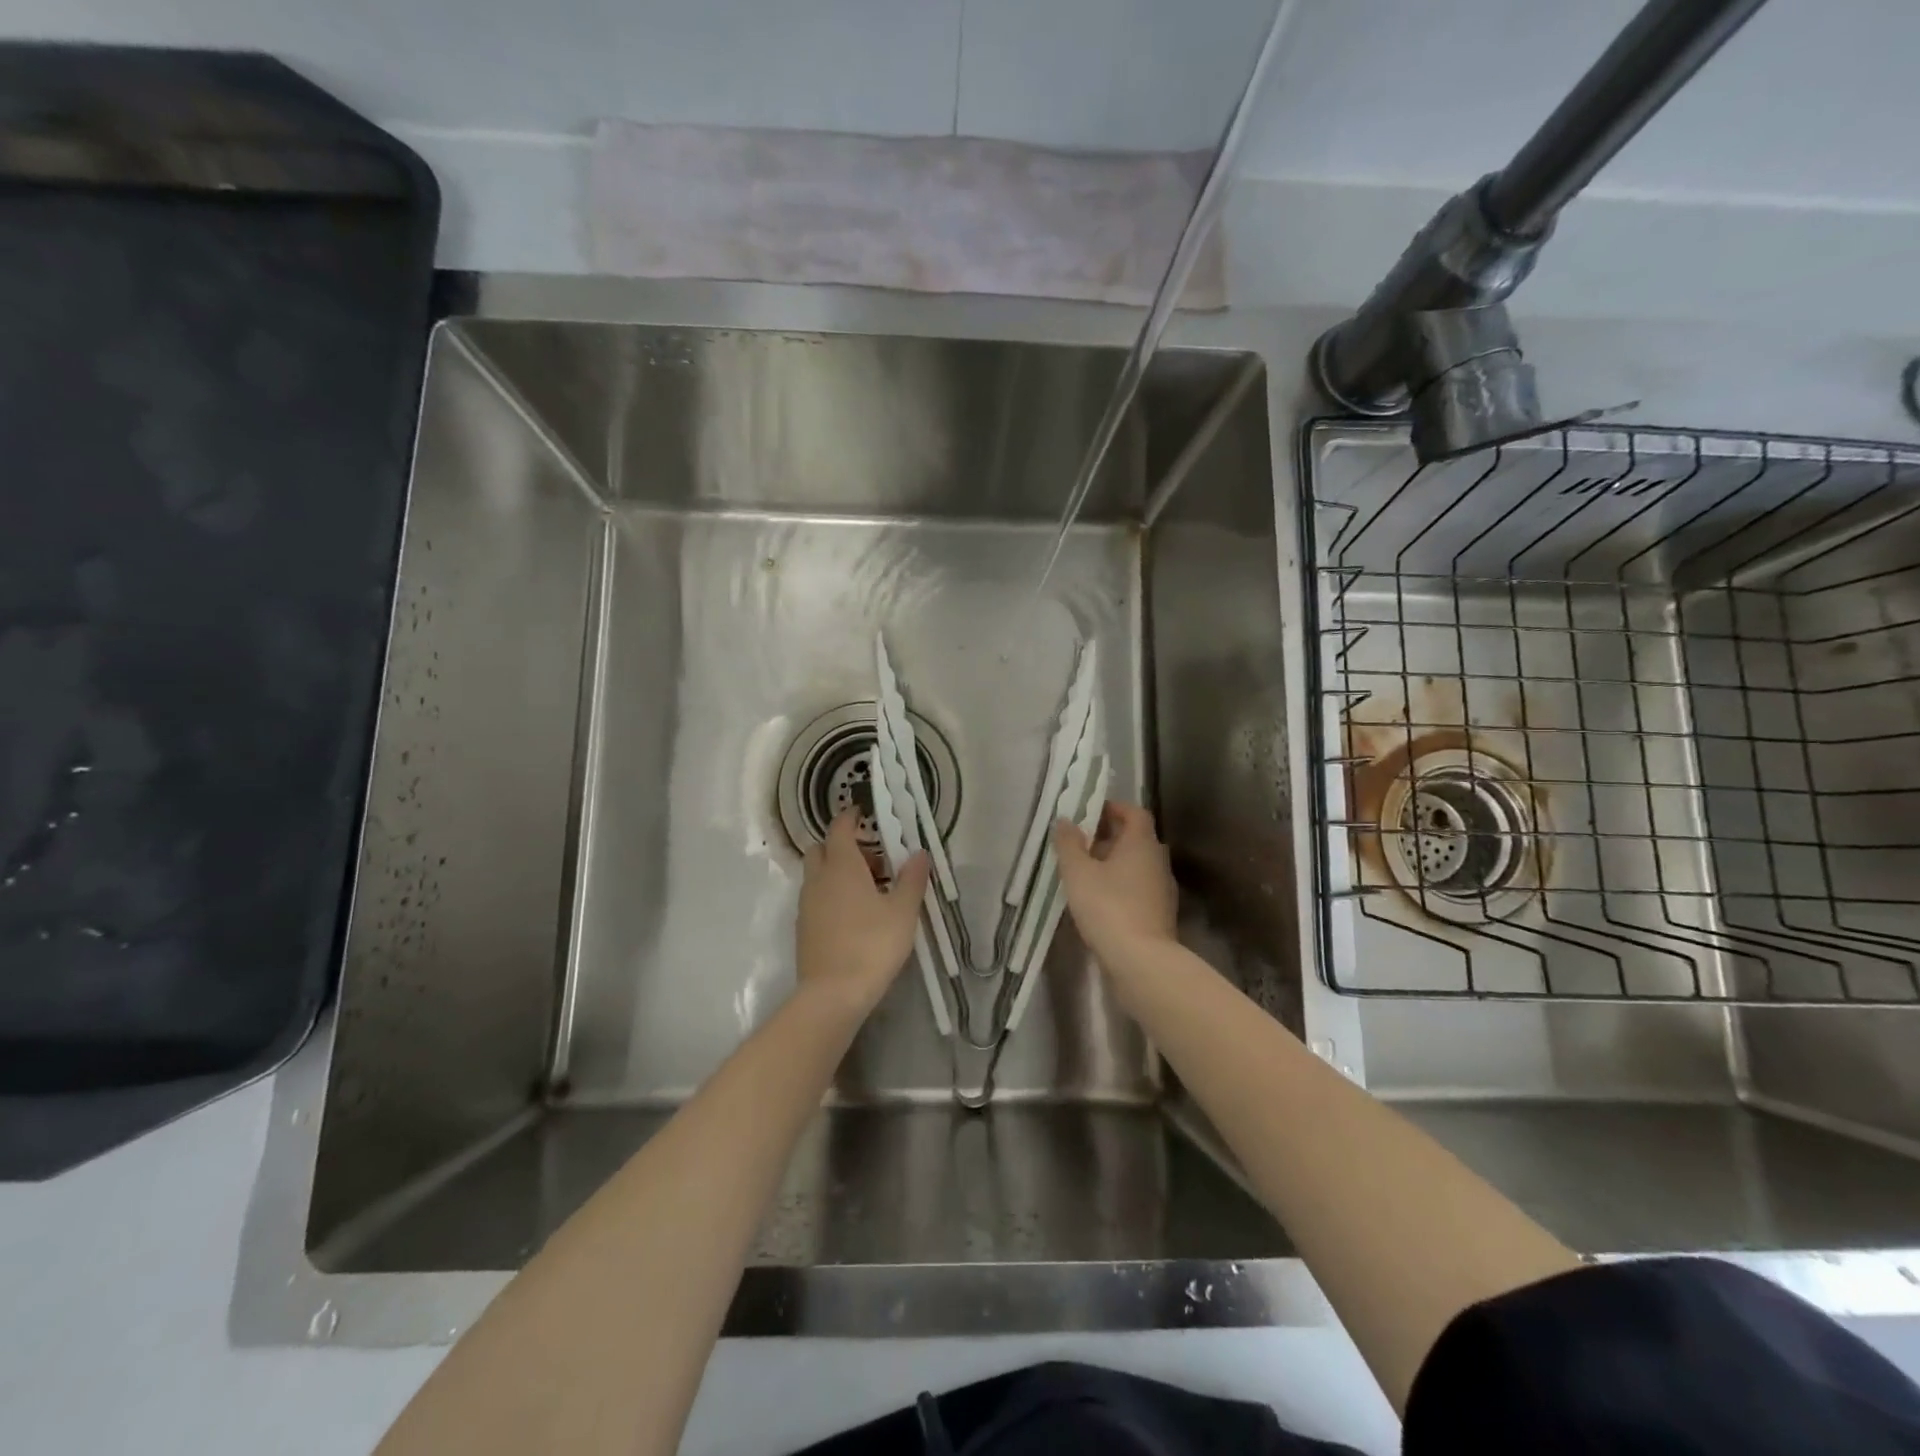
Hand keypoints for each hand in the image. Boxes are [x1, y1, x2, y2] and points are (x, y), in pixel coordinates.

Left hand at [796, 811, 930, 1018]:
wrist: (833, 994)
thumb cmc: (872, 944)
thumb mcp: (903, 911)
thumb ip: (912, 878)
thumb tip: (920, 852)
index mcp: (841, 866)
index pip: (839, 828)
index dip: (850, 817)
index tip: (863, 813)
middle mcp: (818, 879)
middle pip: (822, 849)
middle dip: (843, 846)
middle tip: (874, 860)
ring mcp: (806, 904)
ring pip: (818, 875)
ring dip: (838, 872)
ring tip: (871, 891)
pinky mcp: (803, 928)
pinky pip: (816, 898)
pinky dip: (832, 894)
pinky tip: (855, 916)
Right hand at [1052, 801, 1176, 962]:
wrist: (1142, 961)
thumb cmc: (1108, 907)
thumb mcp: (1078, 873)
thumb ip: (1069, 844)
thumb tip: (1065, 821)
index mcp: (1142, 843)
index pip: (1134, 813)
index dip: (1113, 808)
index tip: (1089, 812)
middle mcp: (1157, 861)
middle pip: (1136, 838)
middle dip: (1109, 837)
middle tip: (1080, 843)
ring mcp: (1162, 889)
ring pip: (1137, 865)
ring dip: (1114, 863)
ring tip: (1084, 873)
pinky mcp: (1160, 914)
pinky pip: (1138, 888)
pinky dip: (1121, 886)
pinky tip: (1099, 900)